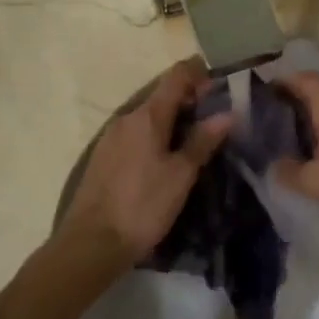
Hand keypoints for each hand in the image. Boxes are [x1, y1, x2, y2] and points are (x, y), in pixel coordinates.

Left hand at [58, 59, 231, 271]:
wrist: (91, 243)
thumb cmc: (143, 206)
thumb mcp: (181, 175)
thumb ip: (202, 141)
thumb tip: (227, 113)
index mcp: (147, 115)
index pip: (177, 75)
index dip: (201, 75)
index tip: (223, 89)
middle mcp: (126, 117)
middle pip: (162, 95)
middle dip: (190, 101)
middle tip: (216, 121)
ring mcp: (111, 137)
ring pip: (149, 116)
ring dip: (173, 120)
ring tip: (196, 142)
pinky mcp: (104, 156)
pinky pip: (136, 134)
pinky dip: (156, 136)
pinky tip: (167, 159)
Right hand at [270, 72, 318, 226]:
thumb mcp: (318, 181)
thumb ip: (290, 173)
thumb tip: (274, 167)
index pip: (306, 80)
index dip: (283, 80)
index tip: (260, 92)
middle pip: (314, 100)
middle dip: (289, 107)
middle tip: (262, 123)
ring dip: (304, 129)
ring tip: (280, 147)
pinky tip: (310, 167)